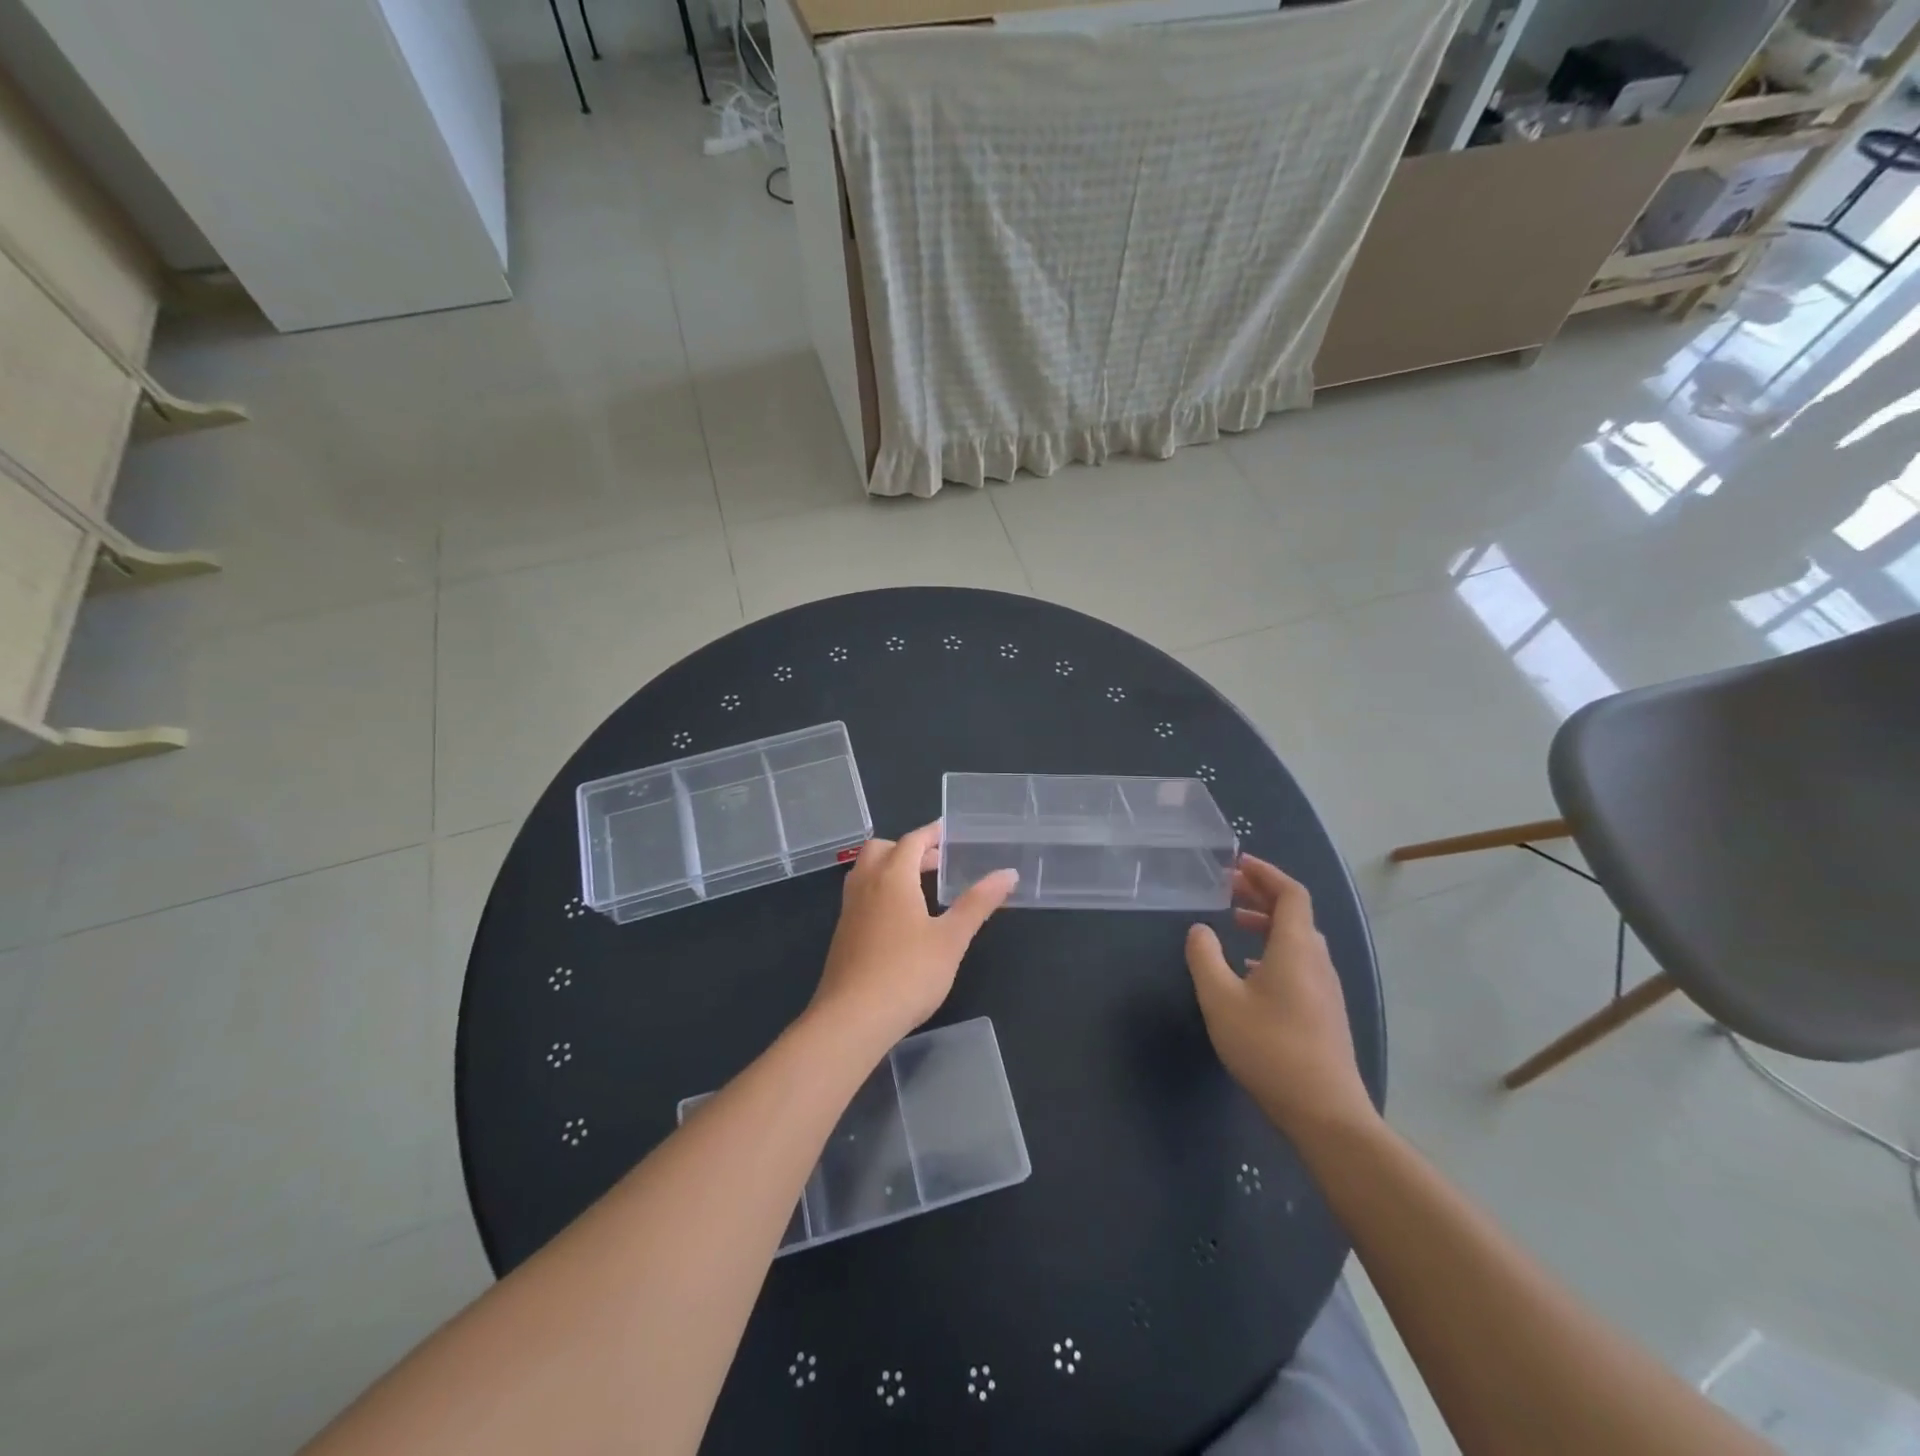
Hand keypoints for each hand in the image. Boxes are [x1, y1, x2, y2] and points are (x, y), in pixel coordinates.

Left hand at [808, 822, 1018, 1050]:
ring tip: (921, 887)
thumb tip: (1008, 874)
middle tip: (937, 862)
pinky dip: (881, 891)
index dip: (931, 833)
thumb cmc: (908, 973)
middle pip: (881, 850)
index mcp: (892, 878)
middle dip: (908, 848)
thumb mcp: (951, 939)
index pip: (911, 841)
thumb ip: (978, 903)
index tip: (949, 831)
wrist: (852, 1019)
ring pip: (867, 872)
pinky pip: (862, 896)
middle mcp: (866, 886)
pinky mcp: (843, 935)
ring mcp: (850, 911)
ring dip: (892, 868)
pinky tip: (901, 920)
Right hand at [1185, 855, 1376, 1139]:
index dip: (1266, 874)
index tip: (1237, 864)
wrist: (1325, 1112)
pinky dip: (1274, 950)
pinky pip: (1300, 963)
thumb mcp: (1221, 1000)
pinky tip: (1250, 971)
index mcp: (1297, 948)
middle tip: (1228, 888)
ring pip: (1298, 940)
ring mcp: (1326, 988)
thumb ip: (1204, 957)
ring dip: (1268, 923)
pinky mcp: (1325, 1012)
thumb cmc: (1269, 1048)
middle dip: (1262, 895)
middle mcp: (1317, 961)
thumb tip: (1200, 929)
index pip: (1291, 894)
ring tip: (1235, 923)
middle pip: (1295, 914)